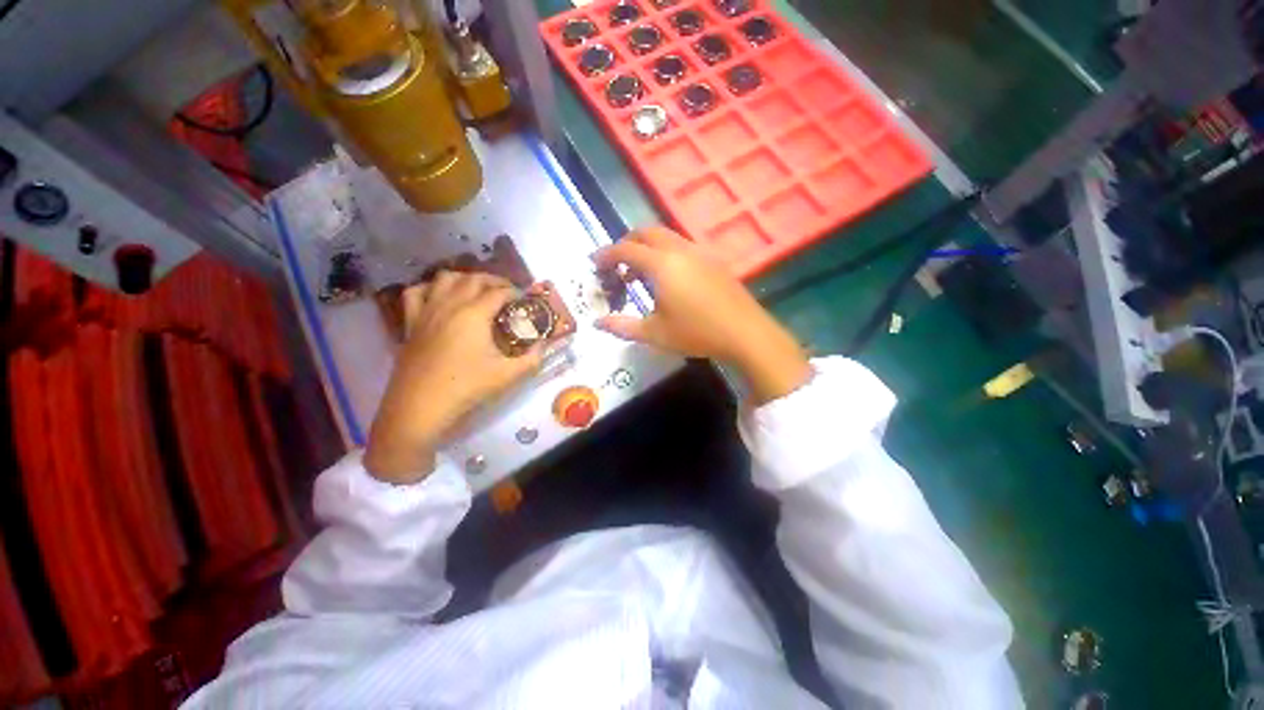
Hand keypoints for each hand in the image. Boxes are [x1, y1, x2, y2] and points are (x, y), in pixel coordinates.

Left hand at [365, 272, 541, 483]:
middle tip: (507, 292)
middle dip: (494, 280)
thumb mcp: (508, 375)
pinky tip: (439, 297)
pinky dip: (430, 288)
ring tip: (477, 290)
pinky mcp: (411, 323)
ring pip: (444, 278)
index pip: (499, 292)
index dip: (515, 292)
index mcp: (474, 314)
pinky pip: (416, 293)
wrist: (421, 407)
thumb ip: (532, 358)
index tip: (525, 300)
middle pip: (473, 278)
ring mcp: (427, 312)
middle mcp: (450, 305)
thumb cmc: (467, 388)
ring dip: (464, 278)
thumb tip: (543, 345)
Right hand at [593, 227, 810, 403]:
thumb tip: (597, 322)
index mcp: (661, 265)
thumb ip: (622, 326)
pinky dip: (666, 253)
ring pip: (666, 237)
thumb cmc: (696, 333)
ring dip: (647, 247)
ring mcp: (699, 252)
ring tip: (640, 274)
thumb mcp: (654, 334)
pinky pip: (682, 246)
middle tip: (616, 264)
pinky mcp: (713, 260)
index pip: (626, 249)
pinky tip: (669, 278)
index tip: (594, 262)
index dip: (606, 254)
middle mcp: (679, 250)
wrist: (745, 332)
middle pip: (646, 232)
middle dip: (626, 243)